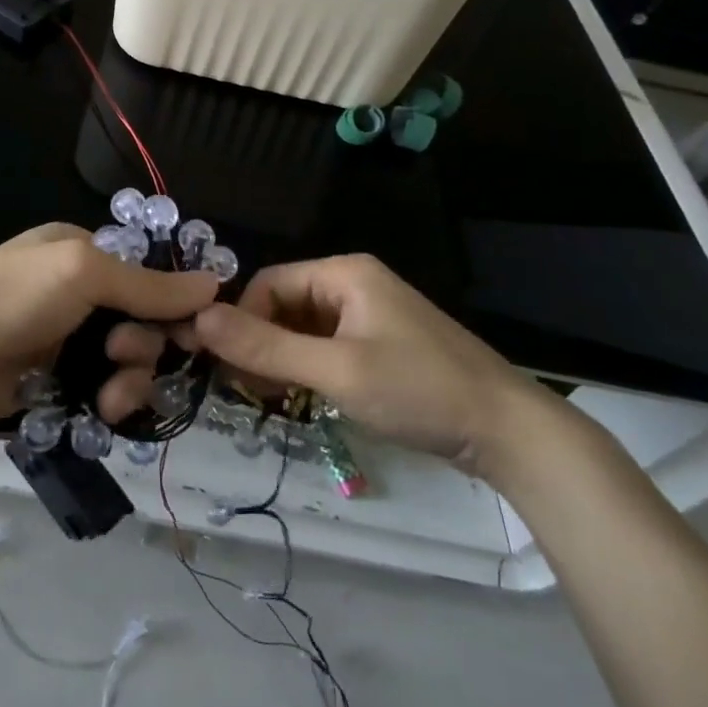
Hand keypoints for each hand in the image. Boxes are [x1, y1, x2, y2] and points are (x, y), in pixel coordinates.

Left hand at [0, 224, 217, 424]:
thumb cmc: (12, 294)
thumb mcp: (83, 273)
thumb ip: (147, 285)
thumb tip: (214, 283)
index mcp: (91, 258)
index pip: (154, 280)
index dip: (178, 307)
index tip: (198, 335)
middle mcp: (86, 299)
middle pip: (147, 328)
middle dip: (146, 347)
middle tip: (119, 354)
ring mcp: (71, 345)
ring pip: (130, 368)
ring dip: (131, 383)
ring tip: (108, 397)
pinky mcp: (58, 387)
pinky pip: (105, 398)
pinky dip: (110, 407)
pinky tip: (101, 414)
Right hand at [192, 254, 547, 476]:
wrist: (510, 433)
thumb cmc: (419, 391)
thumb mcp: (336, 371)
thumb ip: (265, 347)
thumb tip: (198, 321)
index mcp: (343, 273)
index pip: (268, 284)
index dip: (243, 321)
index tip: (230, 368)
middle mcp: (353, 284)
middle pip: (283, 305)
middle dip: (260, 343)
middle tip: (247, 390)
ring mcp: (369, 315)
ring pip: (302, 329)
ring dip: (281, 359)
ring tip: (271, 399)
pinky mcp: (380, 345)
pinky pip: (325, 346)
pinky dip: (306, 369)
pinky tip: (301, 398)